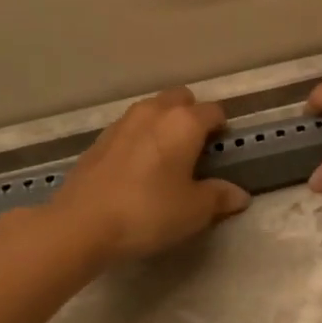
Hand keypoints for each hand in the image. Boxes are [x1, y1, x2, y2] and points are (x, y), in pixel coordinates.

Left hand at [46, 87, 249, 263]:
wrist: (82, 223)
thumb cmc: (148, 212)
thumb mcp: (194, 211)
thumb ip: (219, 197)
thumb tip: (239, 195)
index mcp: (184, 122)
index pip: (213, 111)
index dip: (222, 128)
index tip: (223, 150)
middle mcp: (154, 112)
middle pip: (181, 99)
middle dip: (192, 115)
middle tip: (195, 149)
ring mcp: (122, 122)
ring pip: (152, 110)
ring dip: (163, 124)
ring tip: (166, 157)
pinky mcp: (99, 139)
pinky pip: (130, 128)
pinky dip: (139, 138)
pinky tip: (137, 168)